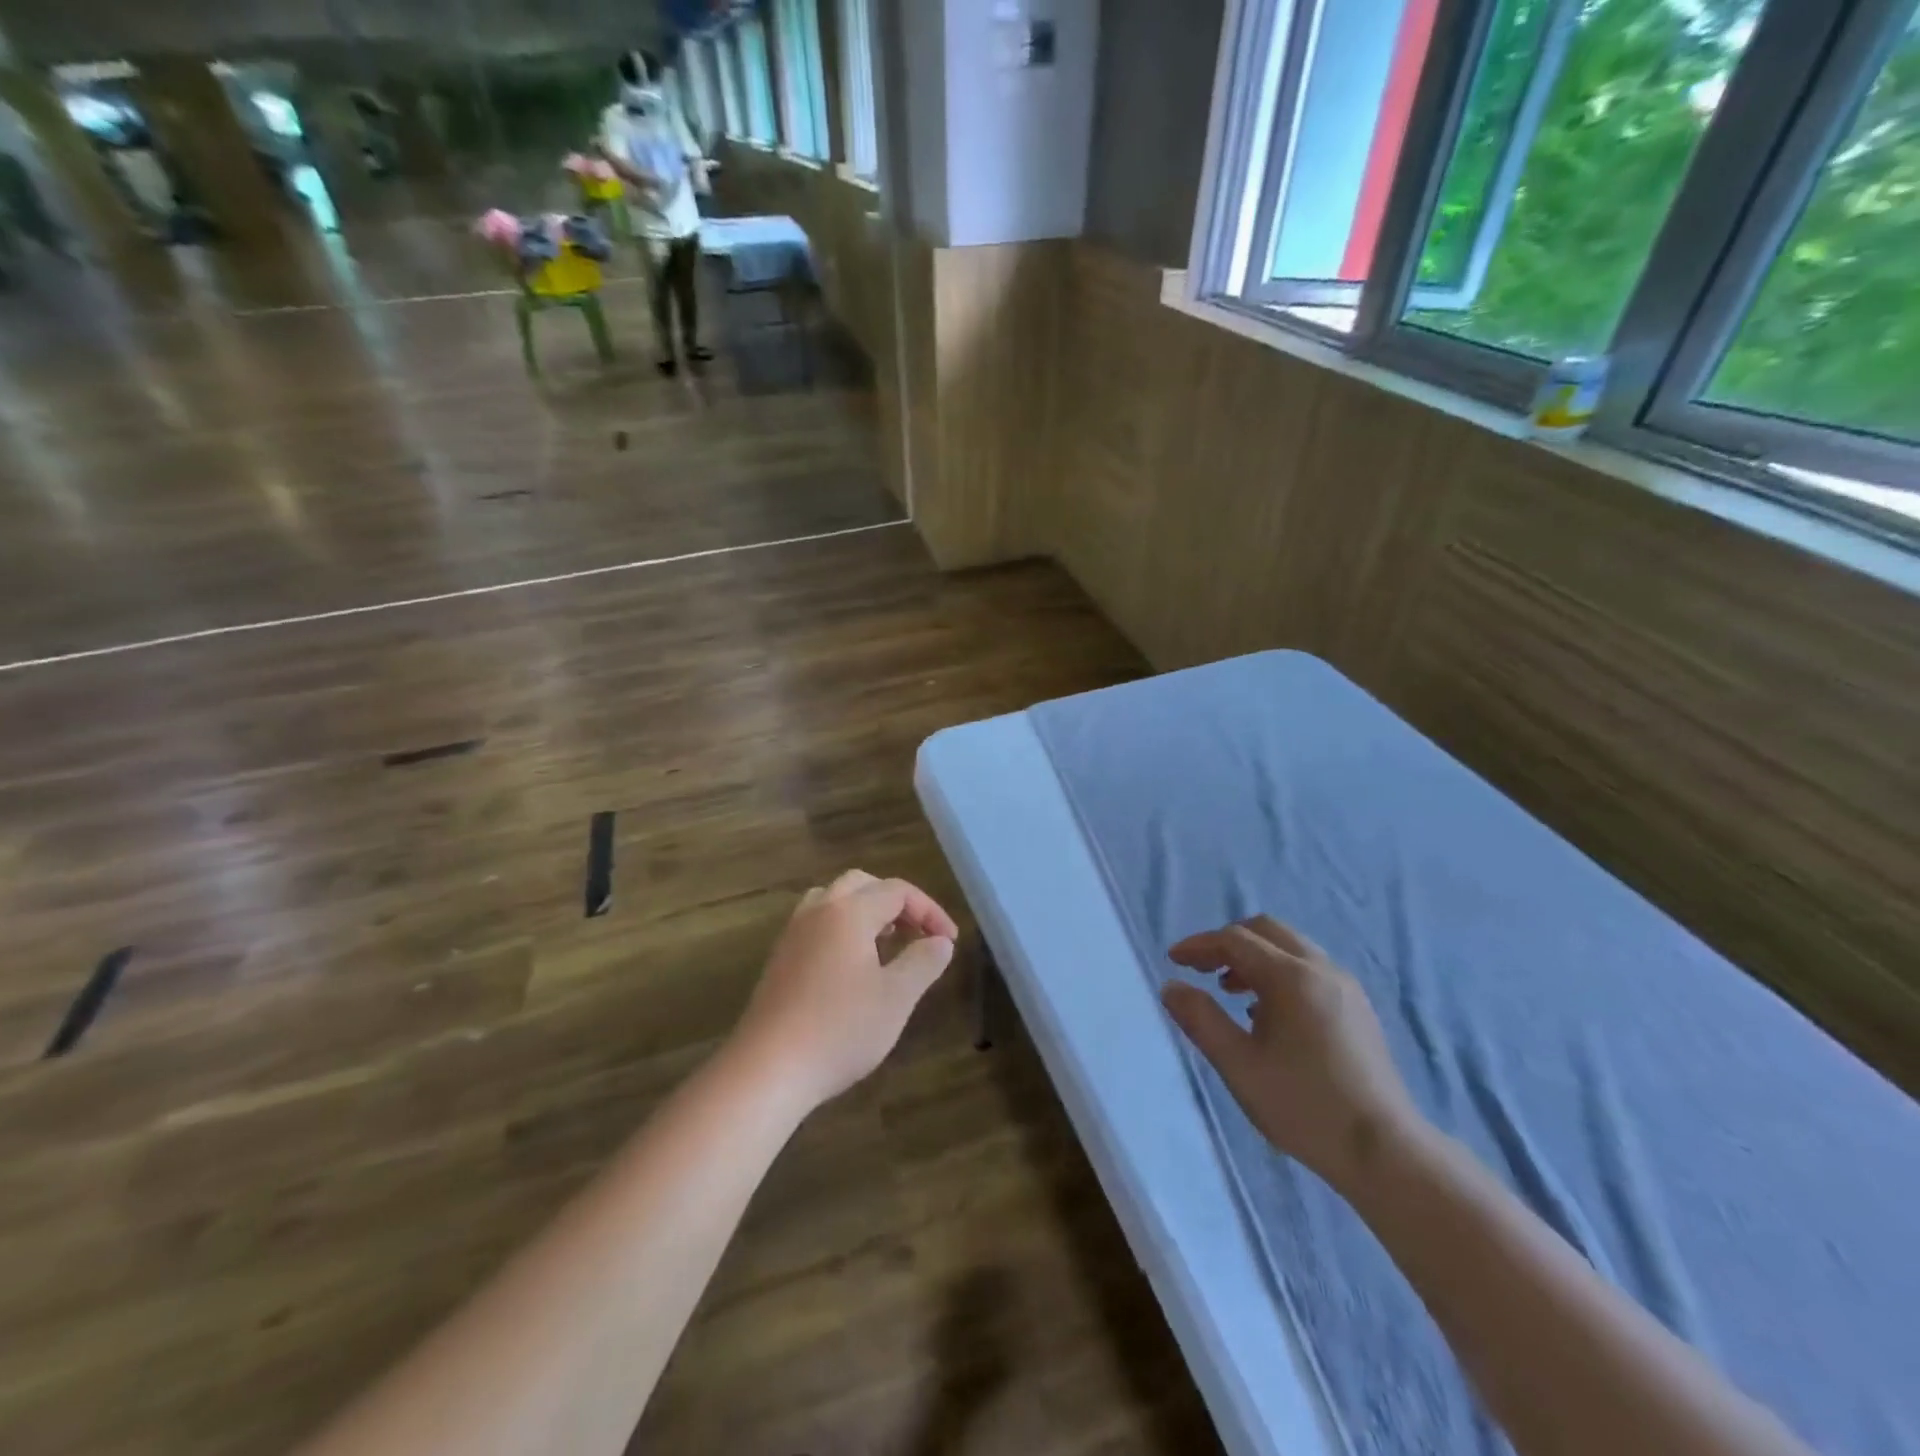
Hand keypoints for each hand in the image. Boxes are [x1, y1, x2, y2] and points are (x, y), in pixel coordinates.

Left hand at [732, 870, 957, 1108]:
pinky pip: (816, 924)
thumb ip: (923, 962)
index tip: (949, 941)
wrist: (768, 1069)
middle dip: (896, 903)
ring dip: (865, 911)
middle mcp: (818, 911)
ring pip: (833, 900)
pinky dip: (842, 929)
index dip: (929, 910)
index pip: (897, 891)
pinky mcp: (779, 960)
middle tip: (918, 933)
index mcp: (849, 912)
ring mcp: (793, 934)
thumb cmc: (840, 1029)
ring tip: (886, 943)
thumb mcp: (896, 998)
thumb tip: (941, 941)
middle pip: (862, 884)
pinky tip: (853, 968)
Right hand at [1162, 915, 1423, 1193]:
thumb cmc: (1303, 1105)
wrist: (1386, 1152)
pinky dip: (1279, 974)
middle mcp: (1322, 970)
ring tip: (1229, 992)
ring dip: (1254, 958)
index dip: (1200, 946)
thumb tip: (1171, 987)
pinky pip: (1310, 970)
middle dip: (1228, 942)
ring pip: (1291, 950)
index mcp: (1291, 977)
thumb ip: (1200, 1020)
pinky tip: (1268, 1014)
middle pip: (1267, 931)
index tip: (1173, 960)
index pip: (1235, 940)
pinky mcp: (1358, 1009)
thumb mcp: (1238, 1065)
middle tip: (1201, 969)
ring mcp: (1346, 988)